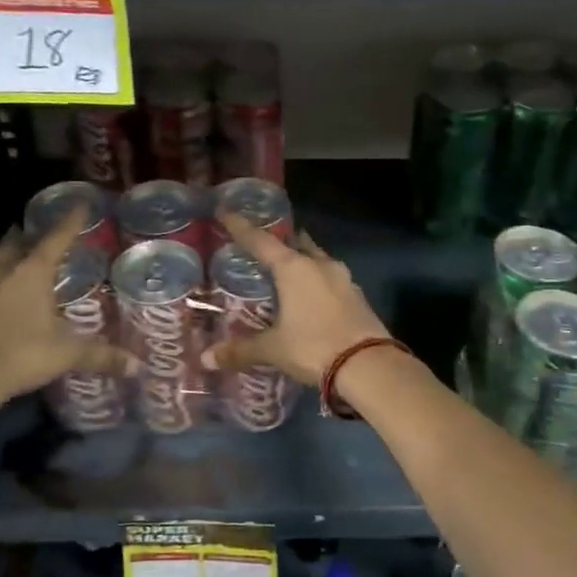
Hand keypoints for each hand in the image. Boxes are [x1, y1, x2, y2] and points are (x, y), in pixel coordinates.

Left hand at [0, 207, 132, 406]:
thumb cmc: (20, 354)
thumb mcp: (66, 354)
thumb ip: (102, 355)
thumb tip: (139, 366)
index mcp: (32, 274)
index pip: (56, 240)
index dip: (70, 222)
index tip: (81, 204)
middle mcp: (6, 275)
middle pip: (16, 245)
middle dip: (29, 236)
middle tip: (41, 231)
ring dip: (10, 257)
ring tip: (22, 256)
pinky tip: (6, 296)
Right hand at [203, 212, 391, 386]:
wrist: (369, 365)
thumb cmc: (314, 347)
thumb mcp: (273, 350)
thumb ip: (241, 350)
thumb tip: (208, 358)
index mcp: (294, 268)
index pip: (261, 241)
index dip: (241, 227)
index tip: (226, 211)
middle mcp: (319, 265)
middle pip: (296, 243)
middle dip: (280, 241)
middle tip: (264, 244)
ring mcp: (343, 279)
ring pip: (318, 260)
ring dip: (303, 260)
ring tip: (288, 269)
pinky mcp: (358, 296)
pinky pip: (332, 279)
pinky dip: (318, 281)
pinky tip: (312, 295)